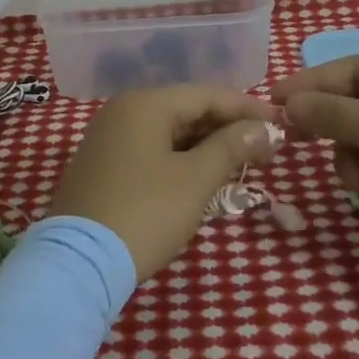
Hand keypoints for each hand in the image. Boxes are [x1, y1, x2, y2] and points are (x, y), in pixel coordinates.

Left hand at [51, 86, 279, 280]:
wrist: (78, 264)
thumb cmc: (145, 213)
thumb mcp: (196, 180)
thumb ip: (232, 147)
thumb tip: (265, 129)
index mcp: (145, 104)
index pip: (207, 94)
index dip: (247, 108)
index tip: (280, 124)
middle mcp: (123, 111)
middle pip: (186, 109)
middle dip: (227, 128)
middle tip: (264, 148)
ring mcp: (107, 138)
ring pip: (168, 131)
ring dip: (204, 145)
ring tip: (239, 163)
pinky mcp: (101, 165)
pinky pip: (150, 149)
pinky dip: (179, 158)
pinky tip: (201, 177)